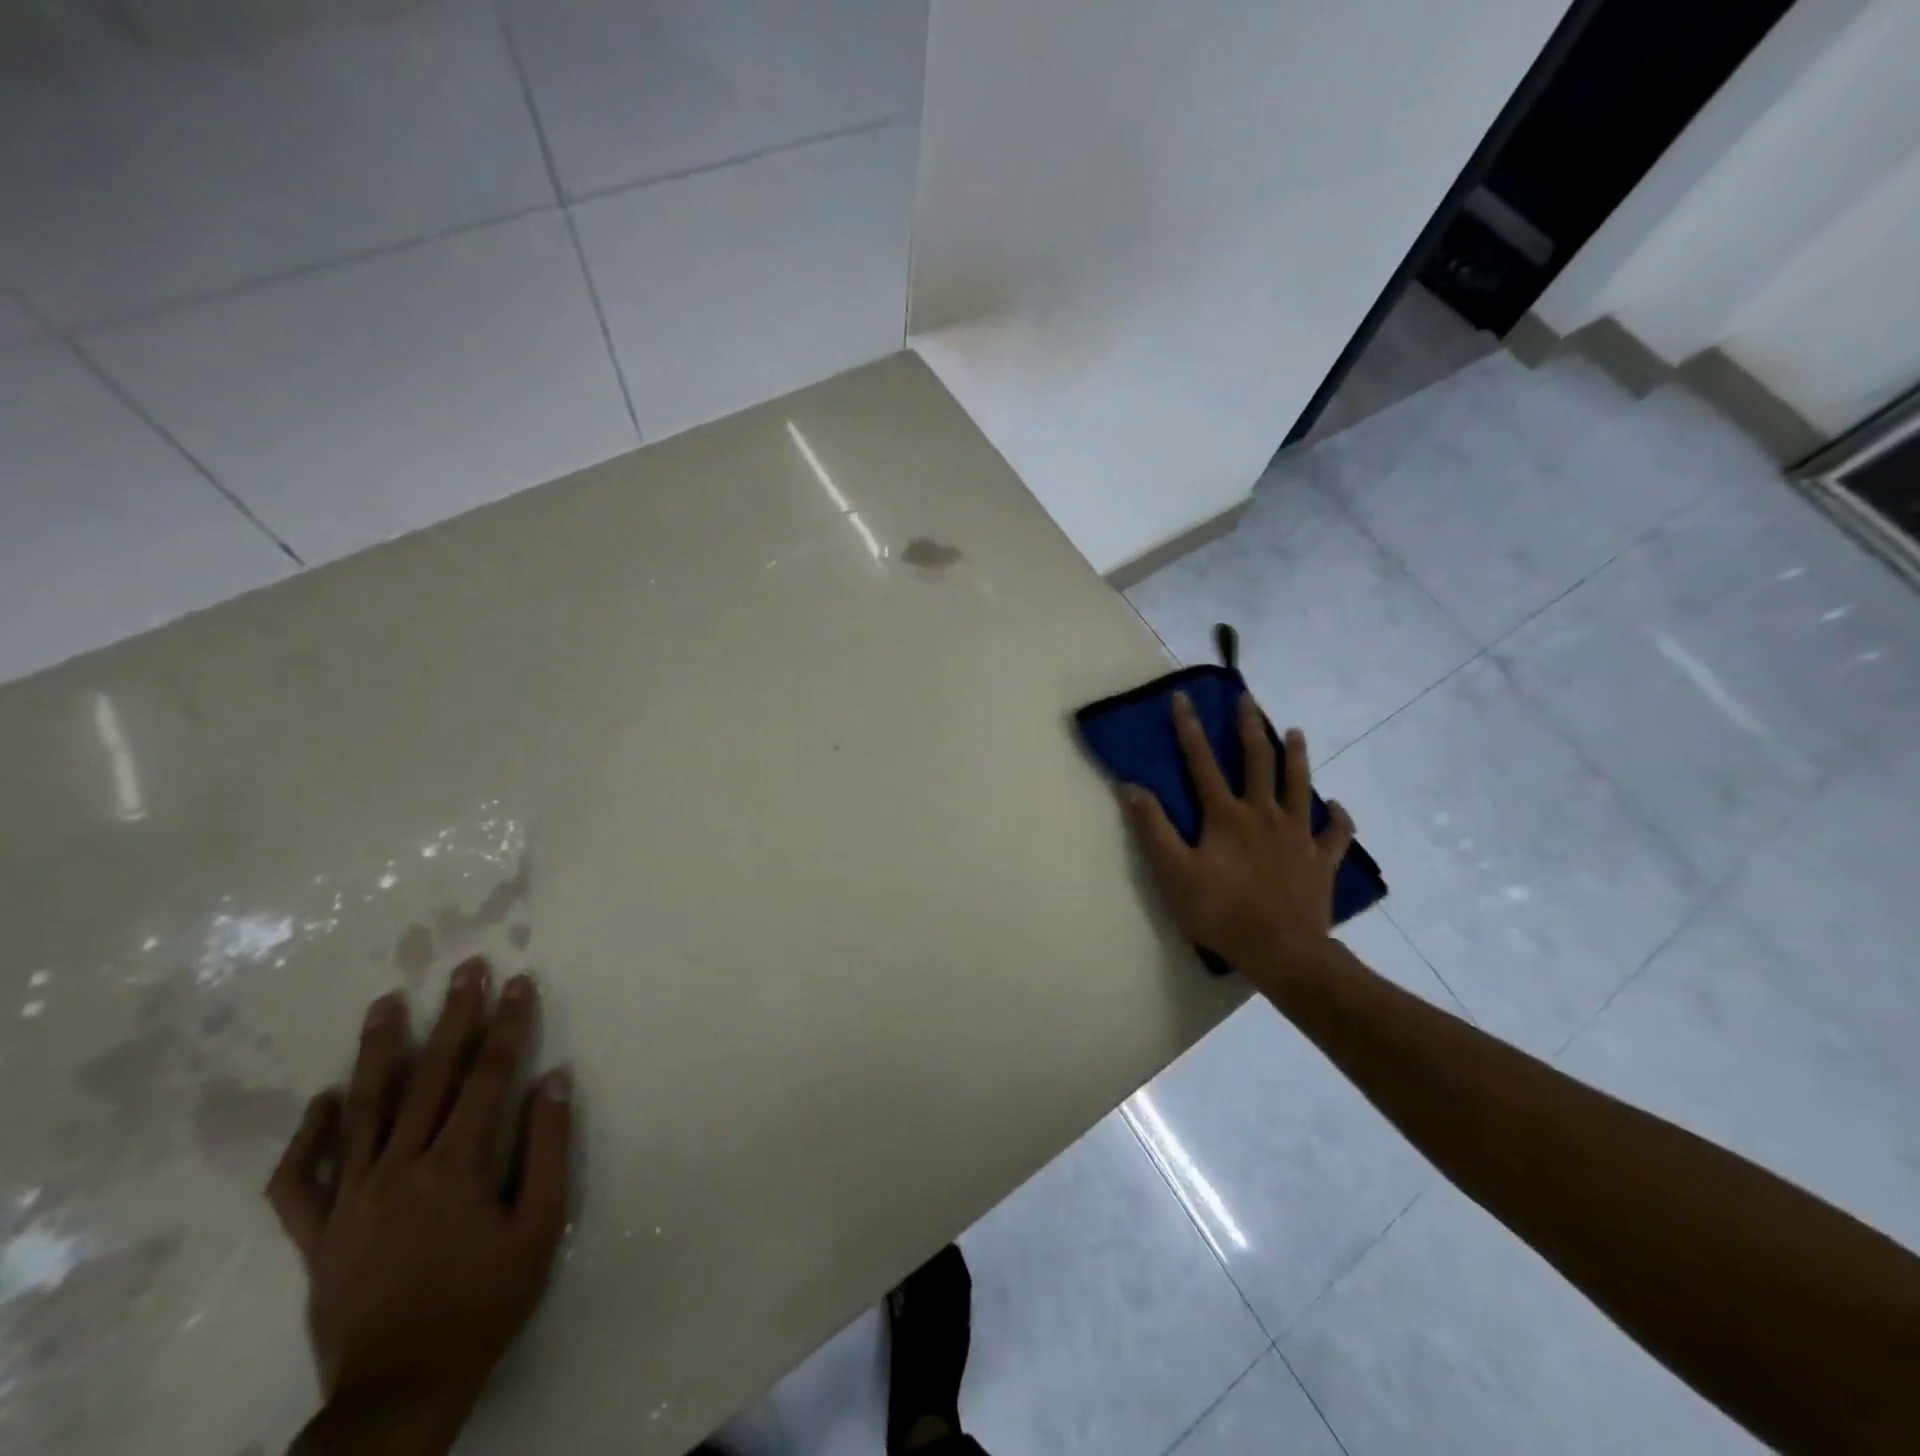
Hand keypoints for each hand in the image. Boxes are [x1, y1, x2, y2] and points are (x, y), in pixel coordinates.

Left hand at [266, 958, 573, 1451]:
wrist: (401, 1390)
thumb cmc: (485, 1302)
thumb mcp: (539, 1226)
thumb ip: (547, 1148)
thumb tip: (553, 1079)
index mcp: (455, 1166)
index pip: (489, 1075)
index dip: (508, 1024)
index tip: (520, 982)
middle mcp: (399, 1168)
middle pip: (431, 1077)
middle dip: (453, 1017)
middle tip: (465, 969)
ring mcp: (350, 1200)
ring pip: (364, 1110)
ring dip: (379, 1051)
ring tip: (387, 1003)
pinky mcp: (316, 1235)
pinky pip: (301, 1180)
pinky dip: (310, 1136)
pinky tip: (326, 1100)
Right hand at [1120, 692, 1354, 973]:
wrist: (1282, 951)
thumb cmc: (1221, 912)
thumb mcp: (1174, 872)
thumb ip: (1153, 828)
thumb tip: (1131, 787)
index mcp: (1226, 815)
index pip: (1202, 762)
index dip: (1190, 728)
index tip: (1183, 698)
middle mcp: (1264, 814)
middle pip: (1259, 761)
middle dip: (1250, 727)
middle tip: (1248, 700)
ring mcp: (1298, 835)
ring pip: (1300, 785)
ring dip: (1297, 755)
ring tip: (1296, 731)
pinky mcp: (1321, 860)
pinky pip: (1336, 833)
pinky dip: (1339, 817)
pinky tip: (1339, 806)